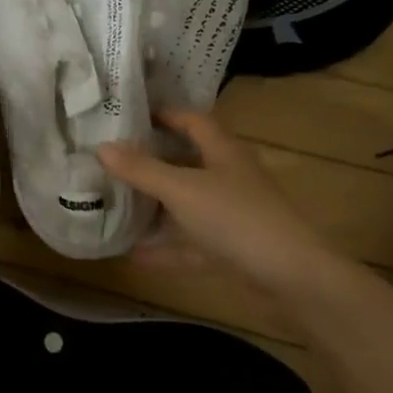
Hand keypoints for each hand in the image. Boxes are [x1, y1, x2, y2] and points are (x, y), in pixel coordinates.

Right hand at [98, 110, 346, 300]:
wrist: (292, 278)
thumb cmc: (236, 218)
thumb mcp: (181, 189)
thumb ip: (140, 169)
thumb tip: (100, 147)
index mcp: (223, 151)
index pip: (192, 120)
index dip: (163, 114)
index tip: (128, 116)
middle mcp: (229, 177)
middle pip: (188, 161)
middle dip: (153, 159)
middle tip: (113, 158)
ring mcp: (233, 214)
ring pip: (189, 203)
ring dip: (158, 205)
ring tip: (118, 201)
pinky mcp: (233, 249)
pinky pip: (191, 243)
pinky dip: (166, 247)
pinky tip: (135, 254)